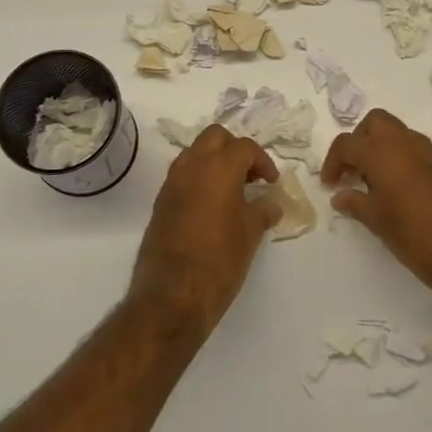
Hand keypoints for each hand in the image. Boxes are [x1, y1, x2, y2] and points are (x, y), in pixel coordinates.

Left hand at [129, 125, 280, 333]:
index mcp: (218, 168)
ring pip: (194, 152)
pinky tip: (211, 205)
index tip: (271, 182)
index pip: (244, 147)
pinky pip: (182, 174)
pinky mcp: (160, 201)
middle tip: (250, 176)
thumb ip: (262, 211)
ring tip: (231, 189)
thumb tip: (271, 203)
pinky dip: (198, 178)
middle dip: (235, 149)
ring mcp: (172, 182)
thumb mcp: (250, 234)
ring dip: (214, 161)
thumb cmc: (219, 260)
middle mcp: (192, 166)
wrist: (172, 294)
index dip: (263, 161)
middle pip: (215, 137)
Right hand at [321, 110, 431, 310]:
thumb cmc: (417, 238)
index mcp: (383, 153)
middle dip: (359, 141)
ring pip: (399, 134)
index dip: (332, 162)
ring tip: (375, 183)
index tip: (330, 185)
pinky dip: (403, 160)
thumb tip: (340, 196)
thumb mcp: (379, 222)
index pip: (347, 143)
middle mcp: (407, 144)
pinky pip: (418, 151)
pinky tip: (401, 191)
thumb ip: (355, 203)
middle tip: (353, 171)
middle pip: (375, 123)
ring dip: (382, 148)